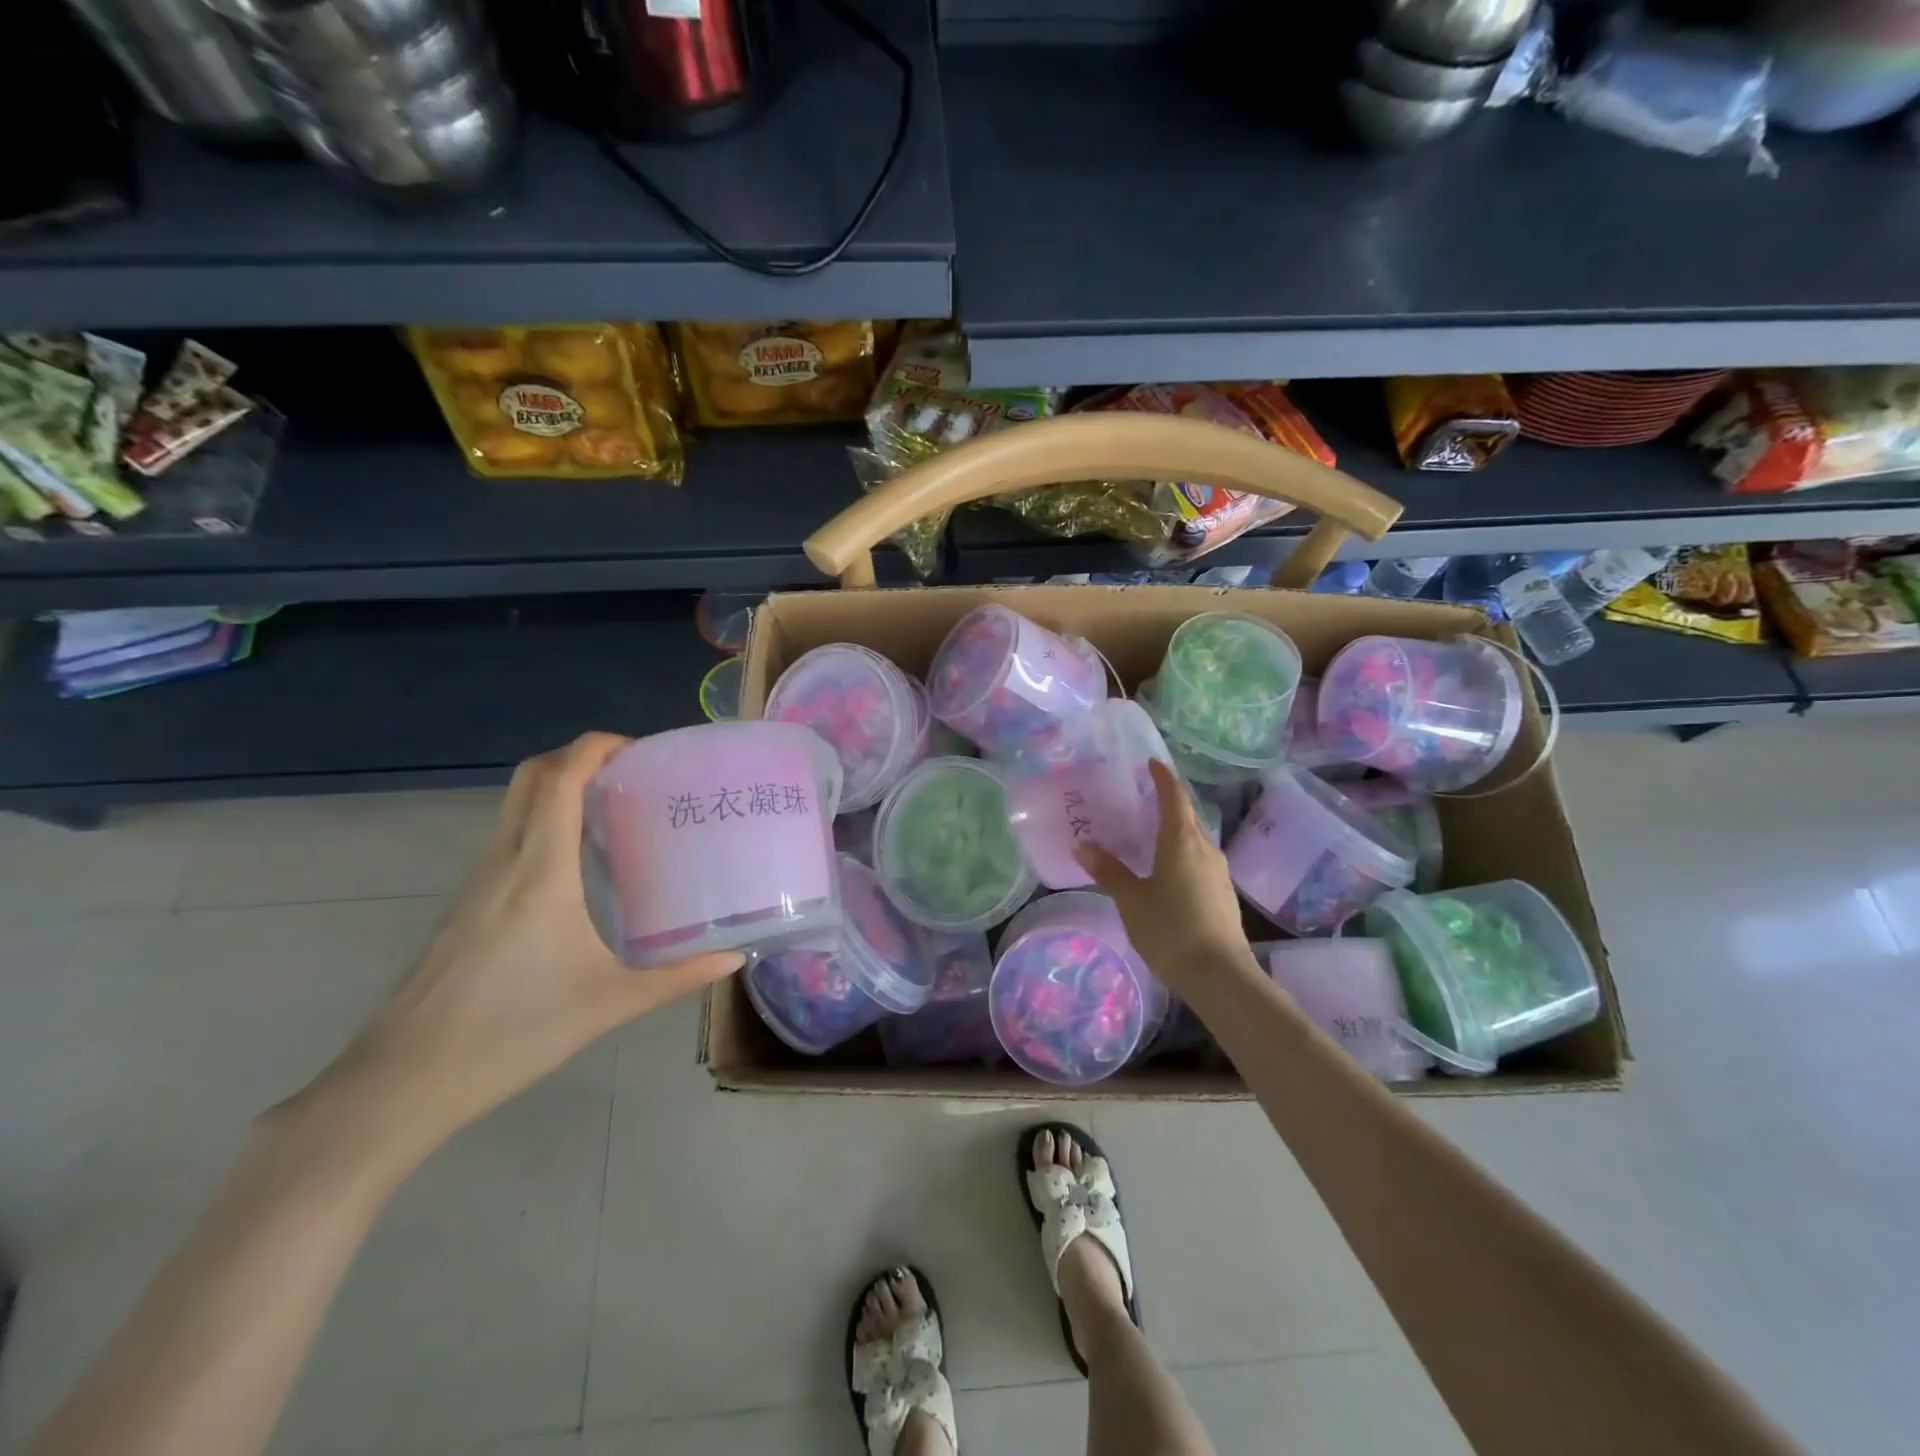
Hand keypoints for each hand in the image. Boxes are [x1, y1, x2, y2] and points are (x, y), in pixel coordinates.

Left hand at [294, 733, 739, 1166]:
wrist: (402, 1082)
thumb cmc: (512, 1032)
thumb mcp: (609, 1004)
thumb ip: (677, 977)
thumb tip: (733, 957)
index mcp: (539, 870)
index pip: (560, 778)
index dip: (598, 747)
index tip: (643, 750)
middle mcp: (504, 860)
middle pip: (532, 776)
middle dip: (580, 757)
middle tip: (633, 775)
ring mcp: (477, 881)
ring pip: (516, 804)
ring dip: (561, 787)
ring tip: (616, 812)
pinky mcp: (467, 904)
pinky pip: (509, 836)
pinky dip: (545, 821)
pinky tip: (579, 866)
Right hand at [1076, 759, 1258, 995]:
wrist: (1220, 976)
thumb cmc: (1170, 930)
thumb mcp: (1131, 900)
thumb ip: (1108, 871)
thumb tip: (1082, 845)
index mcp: (1182, 841)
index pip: (1174, 796)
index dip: (1163, 777)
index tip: (1151, 763)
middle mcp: (1205, 848)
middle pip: (1187, 815)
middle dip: (1168, 802)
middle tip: (1143, 796)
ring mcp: (1219, 872)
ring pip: (1195, 839)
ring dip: (1175, 830)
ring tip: (1151, 833)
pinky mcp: (1223, 894)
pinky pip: (1200, 860)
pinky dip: (1182, 853)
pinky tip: (1167, 870)